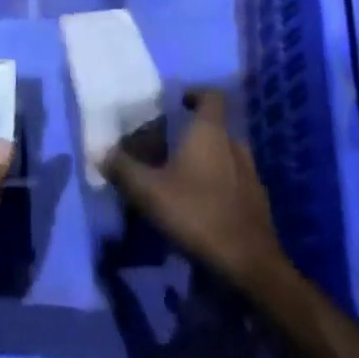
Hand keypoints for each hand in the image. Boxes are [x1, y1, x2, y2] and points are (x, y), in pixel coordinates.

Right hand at [103, 90, 290, 294]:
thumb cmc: (197, 214)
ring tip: (179, 177)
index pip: (211, 96)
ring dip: (205, 160)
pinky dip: (217, 184)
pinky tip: (199, 206)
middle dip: (192, 133)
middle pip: (216, 127)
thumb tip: (102, 152)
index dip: (195, 93)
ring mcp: (251, 174)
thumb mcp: (149, 191)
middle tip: (166, 147)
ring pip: (225, 155)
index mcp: (211, 133)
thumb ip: (123, 168)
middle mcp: (235, 145)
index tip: (177, 103)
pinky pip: (234, 181)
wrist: (249, 263)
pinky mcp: (256, 202)